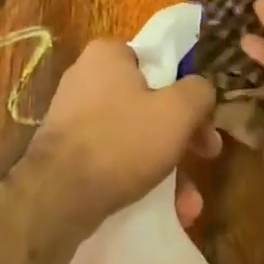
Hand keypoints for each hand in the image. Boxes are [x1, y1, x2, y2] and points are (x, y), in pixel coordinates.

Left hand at [29, 39, 218, 228]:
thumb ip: (199, 91)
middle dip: (182, 135)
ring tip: (188, 202)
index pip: (158, 59)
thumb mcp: (177, 111)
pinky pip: (114, 156)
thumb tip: (202, 90)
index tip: (204, 118)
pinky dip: (139, 176)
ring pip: (135, 133)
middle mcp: (86, 77)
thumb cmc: (122, 140)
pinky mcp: (67, 150)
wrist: (57, 197)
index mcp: (107, 53)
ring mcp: (73, 115)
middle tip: (206, 155)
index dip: (187, 88)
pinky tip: (165, 209)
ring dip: (167, 165)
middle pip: (150, 100)